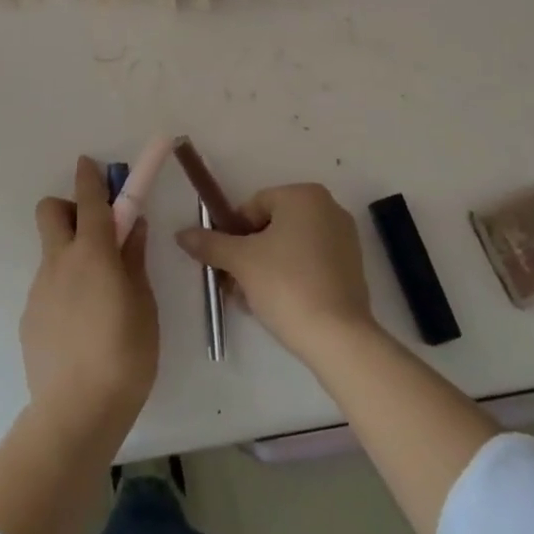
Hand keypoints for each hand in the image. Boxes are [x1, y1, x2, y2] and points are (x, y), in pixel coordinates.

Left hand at [21, 157, 159, 439]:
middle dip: (69, 208)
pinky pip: (48, 287)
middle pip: (51, 211)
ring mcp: (40, 289)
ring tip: (98, 298)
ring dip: (71, 255)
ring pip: (51, 252)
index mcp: (93, 252)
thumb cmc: (125, 353)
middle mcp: (60, 261)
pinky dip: (64, 290)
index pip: (90, 199)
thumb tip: (132, 227)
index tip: (90, 163)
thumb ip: (135, 260)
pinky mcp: (30, 317)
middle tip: (96, 232)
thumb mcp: (144, 304)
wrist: (76, 413)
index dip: (90, 176)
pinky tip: (82, 328)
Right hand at [176, 183, 375, 364]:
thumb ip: (210, 243)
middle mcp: (328, 208)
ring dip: (265, 269)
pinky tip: (276, 306)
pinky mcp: (352, 269)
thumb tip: (181, 234)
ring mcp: (344, 239)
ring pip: (289, 248)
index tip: (226, 264)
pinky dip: (290, 278)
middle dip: (248, 255)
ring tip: (251, 301)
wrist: (338, 338)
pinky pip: (310, 264)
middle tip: (234, 285)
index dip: (233, 235)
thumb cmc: (286, 285)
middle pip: (271, 227)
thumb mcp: (241, 262)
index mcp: (304, 195)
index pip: (254, 206)